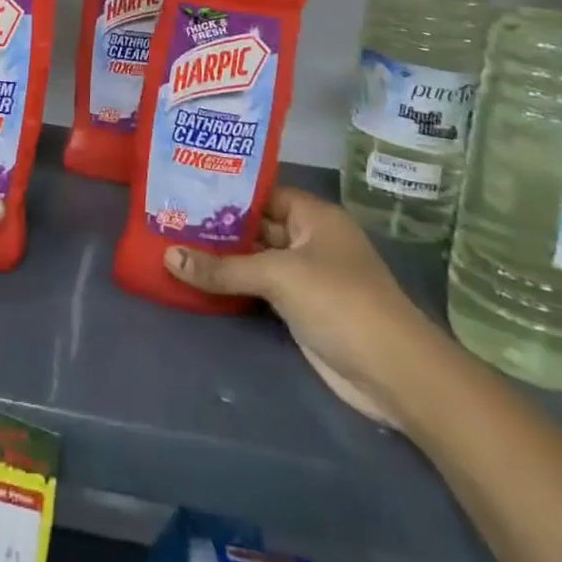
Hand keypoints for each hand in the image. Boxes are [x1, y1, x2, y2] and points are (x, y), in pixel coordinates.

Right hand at [164, 187, 438, 427]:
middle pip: (258, 226)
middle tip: (171, 218)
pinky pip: (261, 288)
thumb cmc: (339, 301)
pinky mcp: (302, 308)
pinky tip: (200, 280)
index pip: (263, 192)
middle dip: (219, 225)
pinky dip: (235, 285)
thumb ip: (223, 267)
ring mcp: (307, 276)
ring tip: (174, 245)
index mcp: (313, 215)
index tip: (186, 188)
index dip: (228, 191)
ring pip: (257, 259)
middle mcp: (310, 239)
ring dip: (224, 258)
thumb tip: (168, 256)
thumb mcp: (278, 276)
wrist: (393, 372)